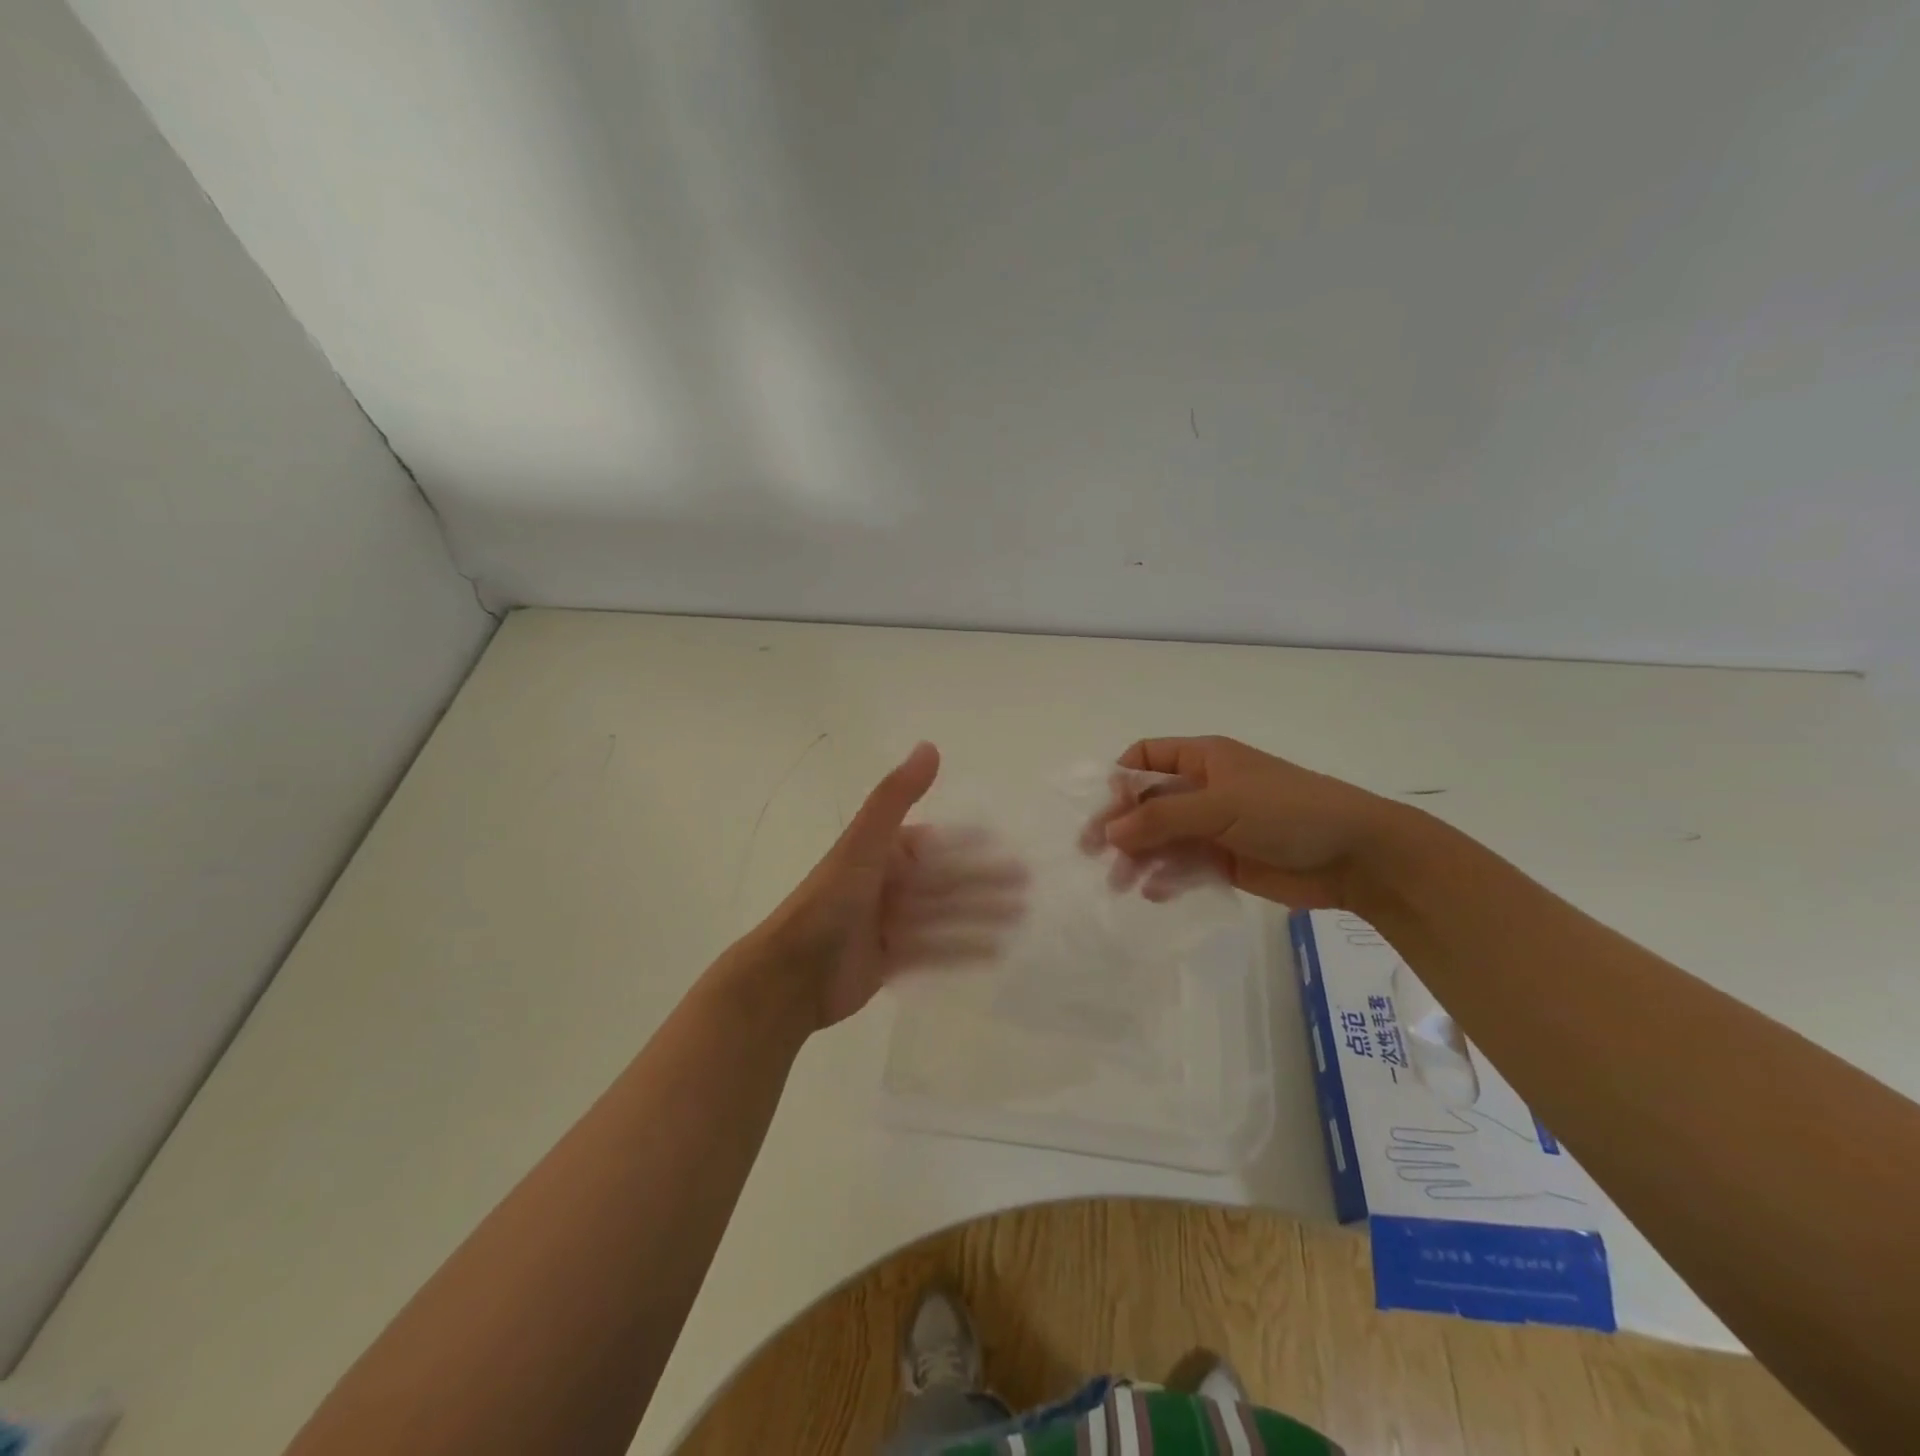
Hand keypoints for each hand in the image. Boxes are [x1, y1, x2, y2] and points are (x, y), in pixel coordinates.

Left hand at [751, 742, 1026, 1029]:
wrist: (791, 975)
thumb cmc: (829, 902)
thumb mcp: (864, 843)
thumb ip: (896, 796)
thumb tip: (929, 745)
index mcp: (882, 854)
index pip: (936, 845)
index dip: (971, 846)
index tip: (1008, 846)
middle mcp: (888, 885)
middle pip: (946, 881)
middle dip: (985, 882)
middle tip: (1027, 886)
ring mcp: (890, 924)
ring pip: (945, 916)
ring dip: (981, 914)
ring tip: (1020, 918)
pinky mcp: (891, 960)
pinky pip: (934, 951)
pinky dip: (962, 949)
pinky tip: (994, 952)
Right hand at [1086, 735, 1403, 909]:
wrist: (1356, 856)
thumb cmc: (1286, 812)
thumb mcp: (1220, 805)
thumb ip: (1161, 817)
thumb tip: (1108, 830)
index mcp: (1202, 759)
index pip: (1145, 758)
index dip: (1120, 780)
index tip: (1105, 810)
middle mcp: (1203, 789)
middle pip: (1147, 803)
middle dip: (1121, 826)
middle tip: (1092, 854)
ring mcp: (1214, 827)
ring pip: (1161, 838)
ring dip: (1138, 857)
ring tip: (1120, 883)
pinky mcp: (1225, 861)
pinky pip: (1183, 866)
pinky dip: (1166, 877)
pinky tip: (1154, 892)